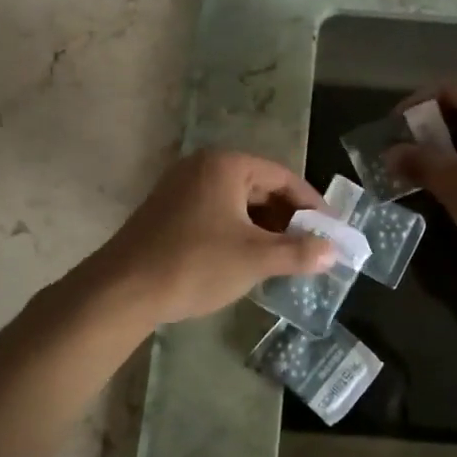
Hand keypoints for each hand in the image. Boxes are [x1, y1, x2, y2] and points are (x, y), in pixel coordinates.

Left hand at [87, 150, 333, 325]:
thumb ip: (298, 252)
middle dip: (287, 218)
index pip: (283, 177)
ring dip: (264, 227)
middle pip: (259, 187)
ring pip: (237, 203)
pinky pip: (216, 213)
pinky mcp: (168, 211)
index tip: (332, 229)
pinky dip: (239, 232)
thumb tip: (333, 251)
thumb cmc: (195, 264)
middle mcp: (203, 167)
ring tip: (285, 256)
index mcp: (226, 165)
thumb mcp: (254, 258)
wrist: (122, 290)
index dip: (312, 204)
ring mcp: (181, 188)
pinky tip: (249, 258)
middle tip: (312, 246)